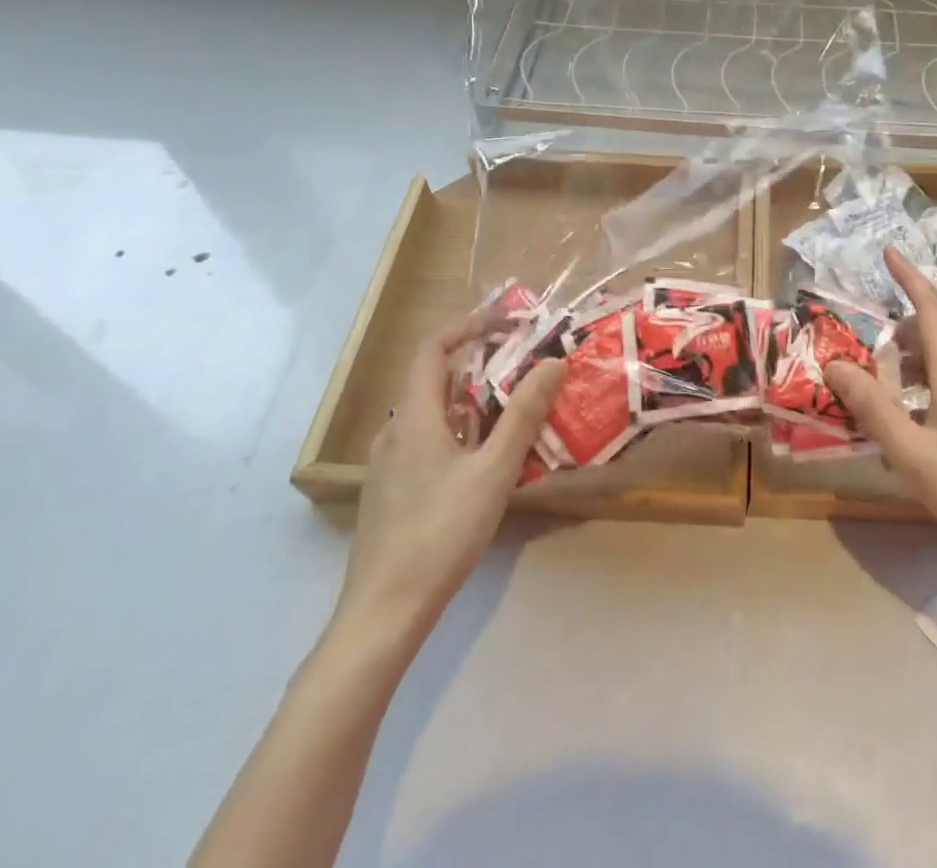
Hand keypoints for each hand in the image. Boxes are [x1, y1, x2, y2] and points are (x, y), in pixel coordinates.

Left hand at [331, 315, 565, 647]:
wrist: (383, 612)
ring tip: (512, 409)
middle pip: (433, 380)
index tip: (506, 323)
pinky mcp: (391, 493)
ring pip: (432, 415)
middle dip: (478, 364)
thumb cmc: (441, 532)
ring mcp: (388, 465)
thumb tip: (552, 361)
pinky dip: (458, 432)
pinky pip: (427, 443)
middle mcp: (395, 432)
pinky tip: (485, 460)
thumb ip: (524, 414)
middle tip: (522, 366)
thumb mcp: (494, 471)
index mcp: (415, 417)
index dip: (466, 326)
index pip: (432, 349)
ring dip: (471, 401)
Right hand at [825, 249, 936, 575]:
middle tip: (856, 364)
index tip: (888, 251)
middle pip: (929, 334)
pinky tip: (906, 429)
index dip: (908, 277)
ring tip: (874, 401)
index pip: (929, 307)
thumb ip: (871, 406)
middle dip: (892, 338)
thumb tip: (834, 364)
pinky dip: (920, 390)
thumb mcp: (911, 453)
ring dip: (904, 369)